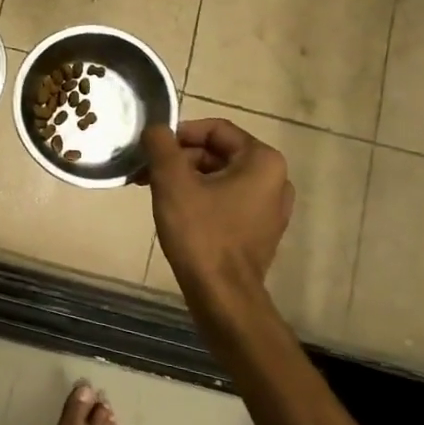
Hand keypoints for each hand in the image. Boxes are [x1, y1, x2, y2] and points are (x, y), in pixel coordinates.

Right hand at [140, 119, 293, 298]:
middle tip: (148, 174)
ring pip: (221, 178)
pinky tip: (178, 214)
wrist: (222, 296)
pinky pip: (229, 201)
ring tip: (156, 193)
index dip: (179, 134)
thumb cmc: (200, 233)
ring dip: (187, 180)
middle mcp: (276, 179)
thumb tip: (155, 128)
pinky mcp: (261, 231)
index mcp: (262, 160)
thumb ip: (161, 146)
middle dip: (180, 160)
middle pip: (218, 153)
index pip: (216, 129)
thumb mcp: (172, 182)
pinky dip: (202, 199)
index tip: (153, 150)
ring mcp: (271, 208)